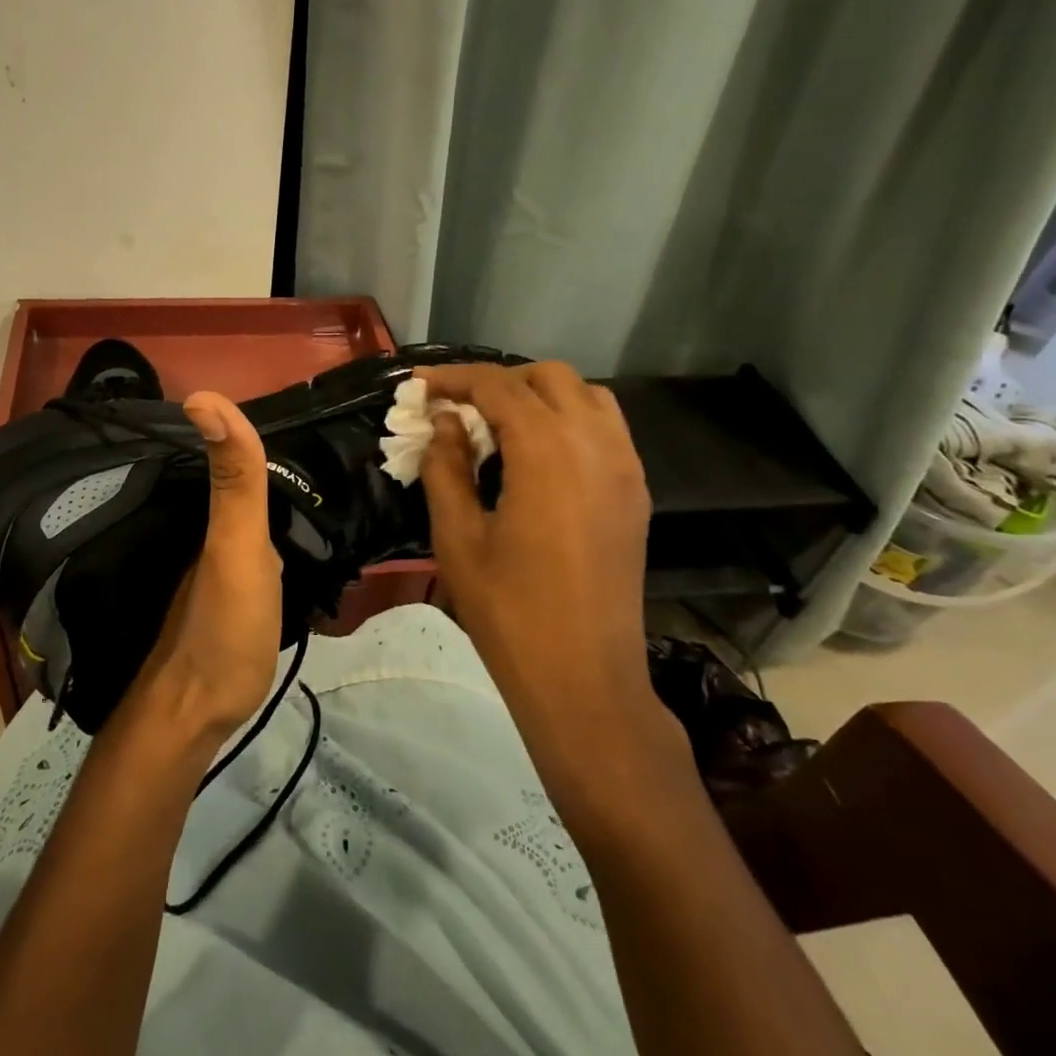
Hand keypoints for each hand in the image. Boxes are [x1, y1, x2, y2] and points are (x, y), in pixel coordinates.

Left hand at [125, 392, 284, 747]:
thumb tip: (202, 396)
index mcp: (215, 512)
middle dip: (268, 458)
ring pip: (248, 514)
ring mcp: (221, 565)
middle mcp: (213, 531)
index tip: (300, 410)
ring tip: (316, 479)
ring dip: (274, 495)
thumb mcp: (235, 545)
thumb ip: (233, 479)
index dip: (255, 427)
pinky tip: (295, 539)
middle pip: (242, 480)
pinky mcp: (234, 596)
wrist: (199, 713)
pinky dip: (275, 534)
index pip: (235, 451)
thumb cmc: (222, 625)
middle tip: (319, 441)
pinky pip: (256, 548)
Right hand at [416, 362, 652, 713]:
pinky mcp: (635, 491)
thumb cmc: (509, 611)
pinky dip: (569, 419)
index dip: (453, 378)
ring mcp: (624, 465)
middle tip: (458, 409)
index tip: (419, 386)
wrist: (584, 678)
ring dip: (539, 395)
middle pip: (546, 377)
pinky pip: (605, 427)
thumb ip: (446, 466)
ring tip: (500, 427)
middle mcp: (594, 442)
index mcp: (547, 449)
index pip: (497, 386)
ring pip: (584, 395)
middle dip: (498, 381)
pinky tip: (539, 455)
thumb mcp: (458, 536)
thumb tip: (446, 421)